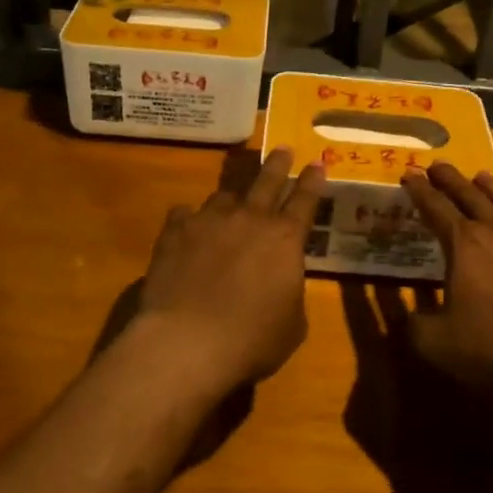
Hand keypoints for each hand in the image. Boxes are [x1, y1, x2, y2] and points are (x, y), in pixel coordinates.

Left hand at [136, 148, 325, 391]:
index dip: (313, 181)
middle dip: (278, 163)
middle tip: (284, 149)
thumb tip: (282, 281)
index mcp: (285, 239)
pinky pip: (185, 214)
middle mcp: (249, 219)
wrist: (187, 343)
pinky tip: (187, 229)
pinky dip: (190, 220)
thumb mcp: (293, 324)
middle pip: (267, 181)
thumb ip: (291, 292)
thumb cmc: (252, 340)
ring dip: (232, 199)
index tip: (318, 163)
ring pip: (224, 196)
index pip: (305, 200)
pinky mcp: (175, 232)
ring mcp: (209, 220)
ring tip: (231, 204)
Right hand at [400, 164, 492, 401]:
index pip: (435, 207)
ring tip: (481, 177)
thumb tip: (406, 317)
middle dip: (450, 179)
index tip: (409, 174)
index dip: (419, 191)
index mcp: (464, 244)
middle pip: (470, 195)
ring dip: (491, 188)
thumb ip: (414, 325)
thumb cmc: (490, 345)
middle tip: (438, 166)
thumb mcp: (435, 342)